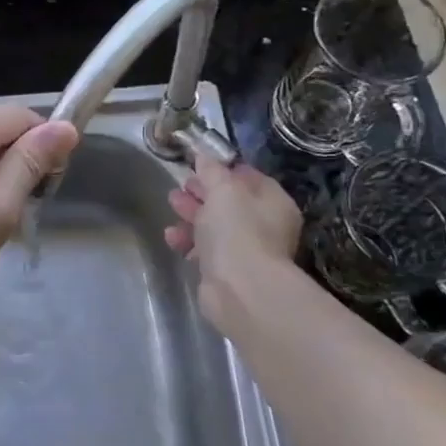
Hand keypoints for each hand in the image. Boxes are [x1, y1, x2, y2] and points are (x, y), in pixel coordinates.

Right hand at [165, 154, 302, 323]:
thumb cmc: (237, 230)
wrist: (240, 289)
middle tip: (181, 186)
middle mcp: (266, 226)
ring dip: (191, 215)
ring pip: (215, 226)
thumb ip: (211, 170)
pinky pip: (205, 250)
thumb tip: (204, 156)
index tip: (199, 165)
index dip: (224, 169)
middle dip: (202, 192)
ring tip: (171, 205)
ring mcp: (247, 251)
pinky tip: (172, 237)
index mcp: (273, 202)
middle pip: (230, 202)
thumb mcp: (222, 189)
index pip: (250, 177)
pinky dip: (188, 241)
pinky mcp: (227, 272)